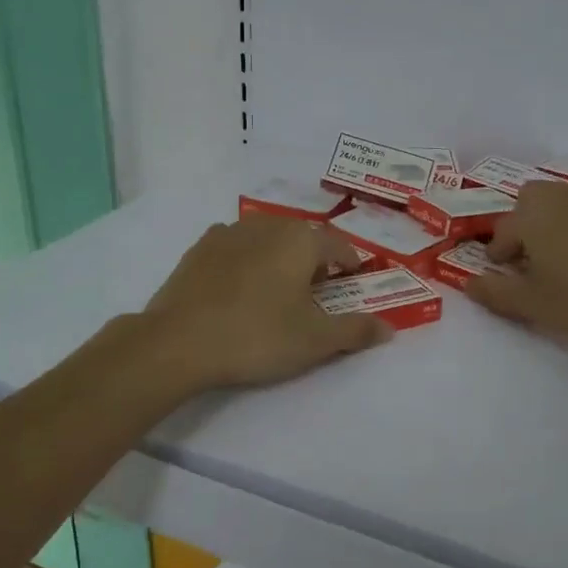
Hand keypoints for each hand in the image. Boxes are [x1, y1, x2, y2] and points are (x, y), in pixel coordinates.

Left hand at [140, 216, 390, 391]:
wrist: (178, 342)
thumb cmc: (257, 336)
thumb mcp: (315, 340)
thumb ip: (355, 330)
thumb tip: (389, 328)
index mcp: (301, 240)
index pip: (339, 246)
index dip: (351, 265)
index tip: (352, 286)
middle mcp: (268, 225)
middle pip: (303, 238)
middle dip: (315, 261)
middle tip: (316, 294)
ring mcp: (229, 233)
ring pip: (268, 239)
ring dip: (279, 258)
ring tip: (277, 291)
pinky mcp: (199, 248)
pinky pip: (236, 247)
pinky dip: (246, 260)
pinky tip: (239, 287)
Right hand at [466, 181, 567, 355]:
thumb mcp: (529, 304)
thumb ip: (493, 292)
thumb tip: (469, 283)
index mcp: (532, 216)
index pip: (503, 229)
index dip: (498, 252)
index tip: (502, 270)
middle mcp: (562, 199)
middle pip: (532, 197)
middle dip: (524, 220)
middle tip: (529, 253)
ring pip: (564, 200)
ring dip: (555, 219)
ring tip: (561, 252)